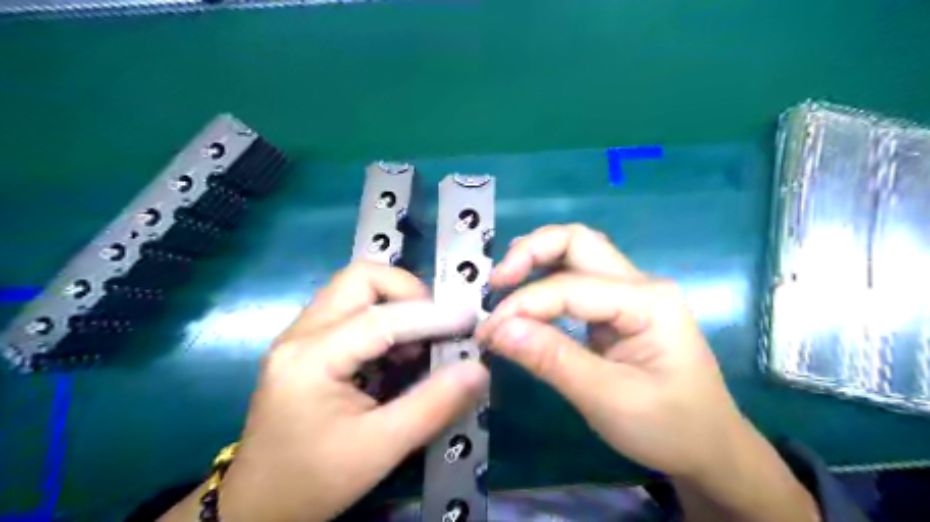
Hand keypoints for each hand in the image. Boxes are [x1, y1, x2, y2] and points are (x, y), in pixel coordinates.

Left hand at [161, 263, 489, 521]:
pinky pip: (349, 308)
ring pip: (354, 288)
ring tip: (419, 338)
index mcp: (310, 359)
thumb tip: (478, 369)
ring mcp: (298, 335)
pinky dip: (381, 316)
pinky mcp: (305, 344)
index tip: (468, 319)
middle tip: (436, 323)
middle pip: (359, 279)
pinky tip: (395, 350)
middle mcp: (299, 334)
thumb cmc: (314, 481)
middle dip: (406, 291)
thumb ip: (433, 404)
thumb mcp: (381, 448)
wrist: (257, 506)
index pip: (379, 318)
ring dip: (394, 302)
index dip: (431, 315)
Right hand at [479, 225, 741, 477]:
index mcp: (647, 301)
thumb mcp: (608, 399)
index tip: (487, 334)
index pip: (568, 288)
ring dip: (536, 259)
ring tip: (504, 282)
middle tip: (496, 282)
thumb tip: (498, 330)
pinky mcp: (619, 308)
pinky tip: (526, 295)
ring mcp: (631, 293)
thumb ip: (552, 360)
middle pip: (577, 241)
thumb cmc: (670, 427)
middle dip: (530, 252)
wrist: (711, 449)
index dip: (522, 306)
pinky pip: (577, 279)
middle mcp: (640, 284)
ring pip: (577, 252)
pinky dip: (546, 280)